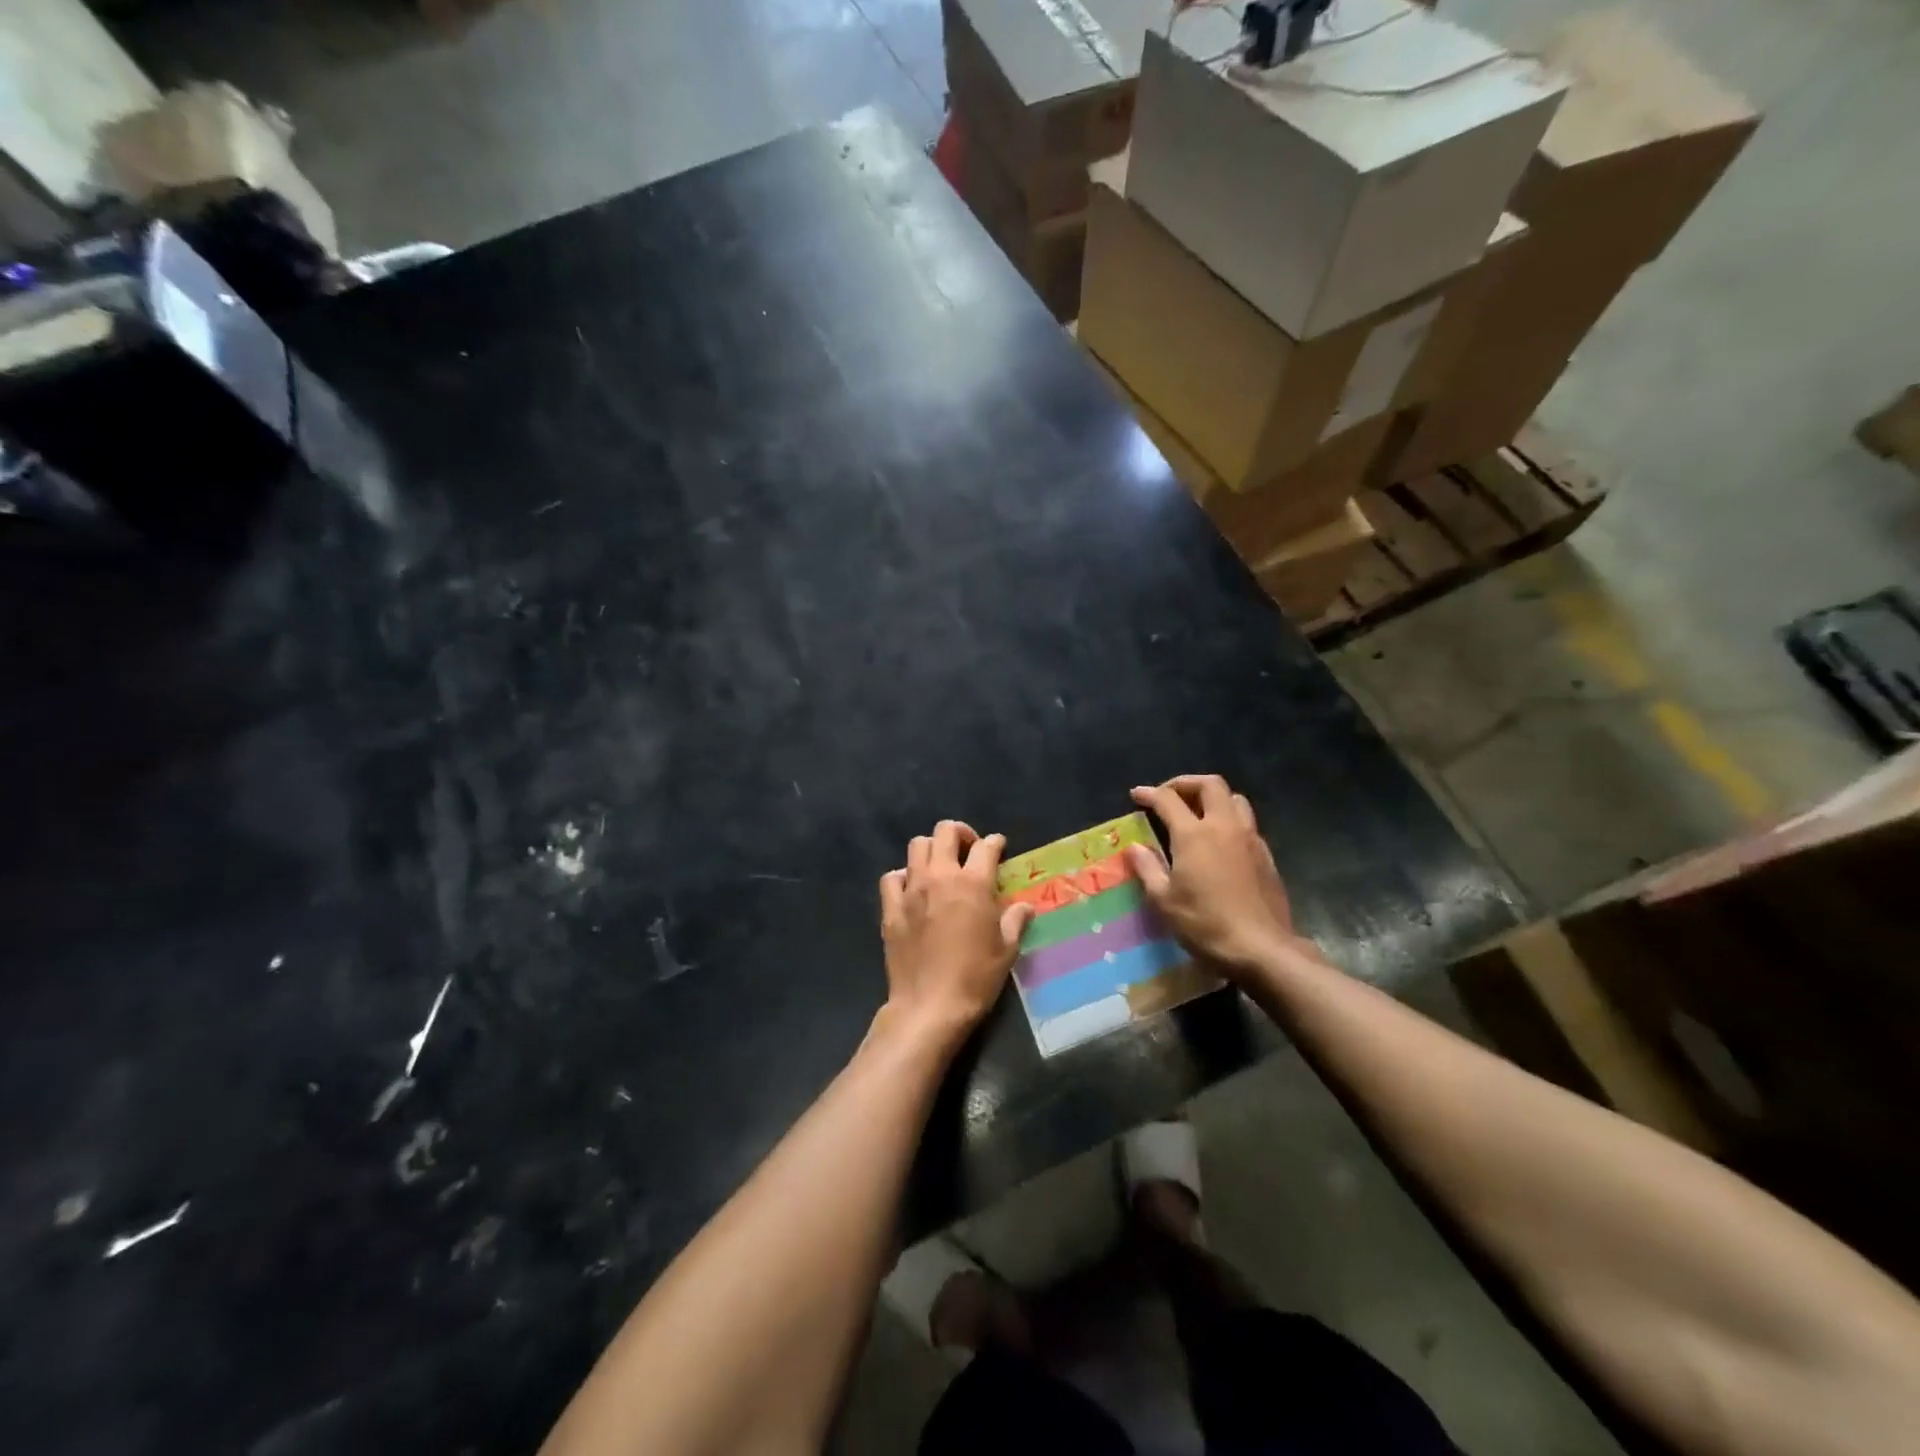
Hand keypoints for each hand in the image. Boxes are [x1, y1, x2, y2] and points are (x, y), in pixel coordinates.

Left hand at [877, 821, 1033, 1047]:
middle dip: (961, 834)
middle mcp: (940, 877)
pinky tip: (912, 889)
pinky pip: (892, 877)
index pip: (986, 847)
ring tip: (941, 866)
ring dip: (932, 849)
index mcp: (973, 884)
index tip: (998, 847)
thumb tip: (1023, 907)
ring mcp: (912, 890)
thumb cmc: (975, 978)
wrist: (929, 1006)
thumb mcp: (1007, 950)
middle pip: (945, 832)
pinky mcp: (891, 908)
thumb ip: (1015, 921)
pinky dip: (903, 876)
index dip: (995, 843)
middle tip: (969, 850)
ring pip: (917, 846)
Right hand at [1125, 776, 1313, 977]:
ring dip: (1213, 798)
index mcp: (1195, 834)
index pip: (1168, 799)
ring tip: (1197, 812)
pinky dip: (1229, 819)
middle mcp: (1225, 826)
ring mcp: (1250, 839)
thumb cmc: (1206, 924)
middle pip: (1210, 784)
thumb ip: (1148, 868)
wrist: (1262, 948)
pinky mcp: (1266, 855)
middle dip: (1186, 783)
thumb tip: (1135, 847)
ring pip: (1234, 799)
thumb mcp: (1164, 901)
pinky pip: (1247, 823)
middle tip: (1169, 795)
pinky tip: (1220, 842)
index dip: (1150, 793)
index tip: (1137, 795)